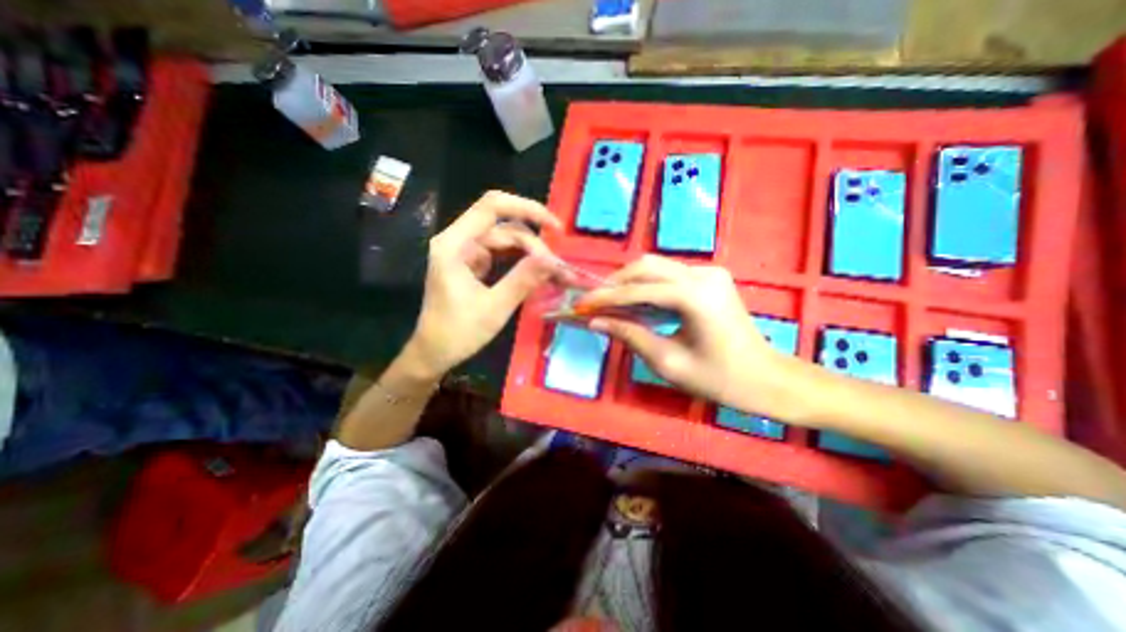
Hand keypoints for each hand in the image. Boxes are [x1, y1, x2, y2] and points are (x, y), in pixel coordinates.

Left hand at [404, 190, 562, 380]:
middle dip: (535, 245)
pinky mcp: (473, 264)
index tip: (555, 227)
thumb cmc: (457, 333)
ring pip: (506, 241)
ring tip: (553, 272)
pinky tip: (538, 274)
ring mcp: (466, 253)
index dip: (527, 209)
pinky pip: (503, 255)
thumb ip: (523, 280)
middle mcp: (459, 241)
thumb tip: (553, 260)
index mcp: (455, 244)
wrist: (434, 353)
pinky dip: (522, 262)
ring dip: (531, 254)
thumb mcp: (494, 308)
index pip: (492, 207)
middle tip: (558, 270)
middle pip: (504, 227)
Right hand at [581, 254, 790, 410]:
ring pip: (657, 266)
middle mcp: (703, 274)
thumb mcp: (667, 362)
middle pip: (646, 266)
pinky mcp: (712, 277)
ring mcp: (710, 272)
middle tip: (596, 302)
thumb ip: (630, 335)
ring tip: (612, 302)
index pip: (638, 290)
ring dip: (630, 282)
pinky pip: (670, 274)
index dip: (606, 297)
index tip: (582, 304)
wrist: (766, 379)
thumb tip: (596, 321)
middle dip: (616, 282)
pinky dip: (648, 284)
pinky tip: (639, 302)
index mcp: (695, 297)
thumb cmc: (718, 379)